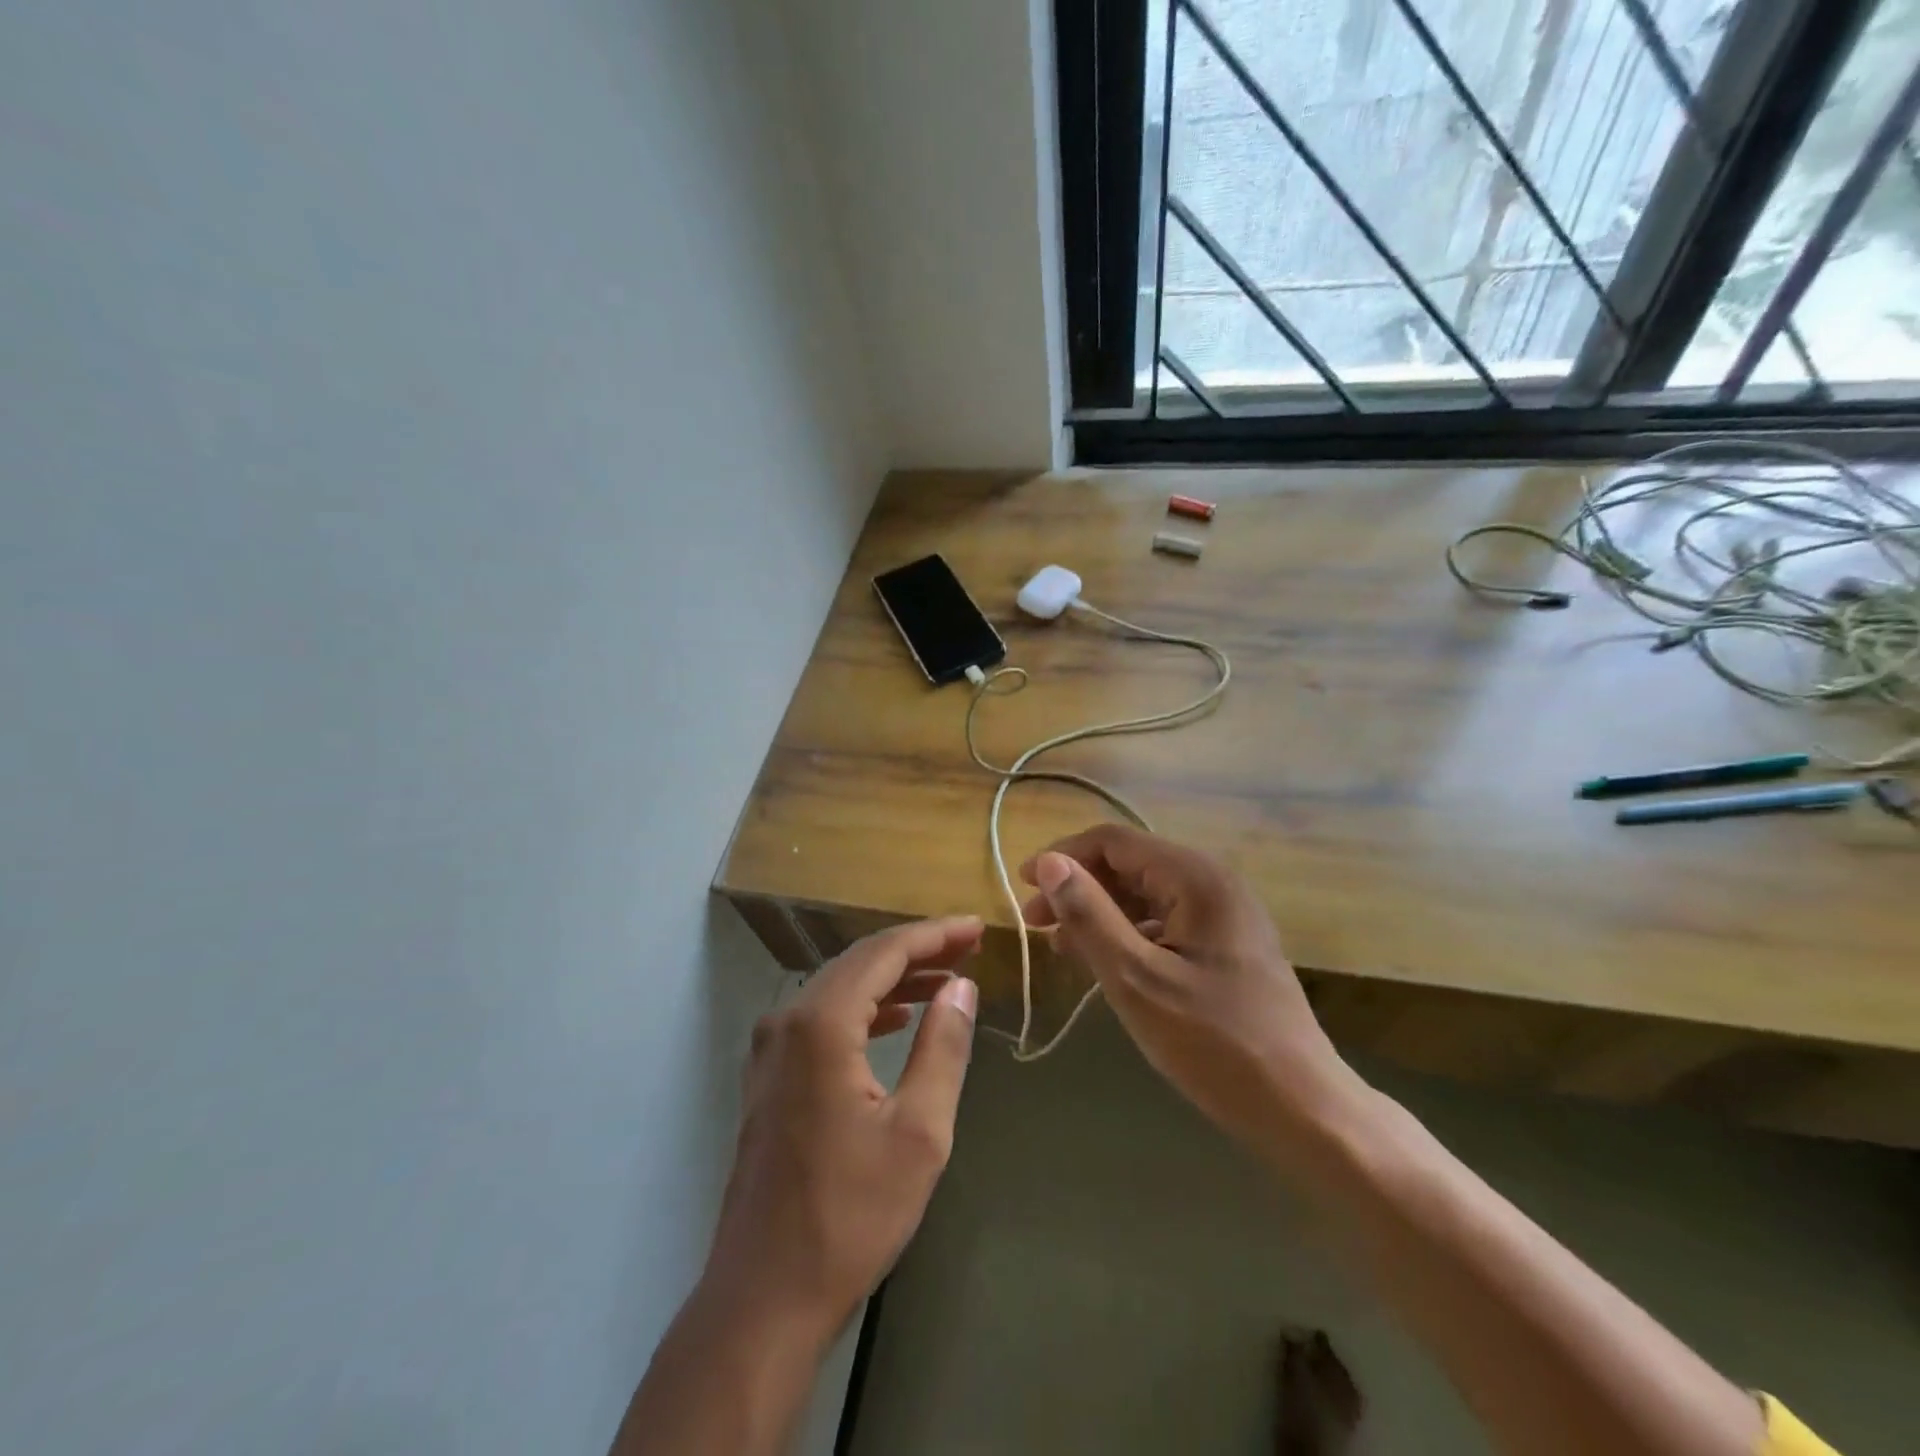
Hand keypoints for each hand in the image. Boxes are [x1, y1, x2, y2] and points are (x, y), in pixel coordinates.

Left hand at [701, 917, 981, 1348]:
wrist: (764, 1296)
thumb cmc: (850, 1215)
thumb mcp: (919, 1132)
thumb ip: (942, 1048)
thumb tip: (961, 986)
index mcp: (821, 1025)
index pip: (884, 953)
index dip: (934, 935)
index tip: (977, 928)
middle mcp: (787, 1021)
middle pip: (858, 963)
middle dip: (916, 951)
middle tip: (967, 949)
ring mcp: (770, 1049)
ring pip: (839, 989)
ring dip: (891, 980)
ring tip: (943, 980)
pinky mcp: (768, 1077)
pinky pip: (821, 1019)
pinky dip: (863, 1009)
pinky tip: (895, 1019)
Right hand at [1019, 825, 1357, 1157]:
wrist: (1302, 1108)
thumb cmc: (1214, 1043)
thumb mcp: (1136, 978)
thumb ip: (1090, 915)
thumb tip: (1048, 863)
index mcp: (1195, 878)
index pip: (1114, 842)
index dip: (1063, 857)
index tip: (1022, 886)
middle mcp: (1212, 882)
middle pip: (1129, 864)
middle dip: (1078, 887)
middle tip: (1035, 925)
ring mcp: (1224, 914)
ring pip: (1145, 894)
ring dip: (1100, 913)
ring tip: (1061, 947)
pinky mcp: (1227, 944)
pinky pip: (1164, 921)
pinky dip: (1127, 934)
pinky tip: (1104, 962)